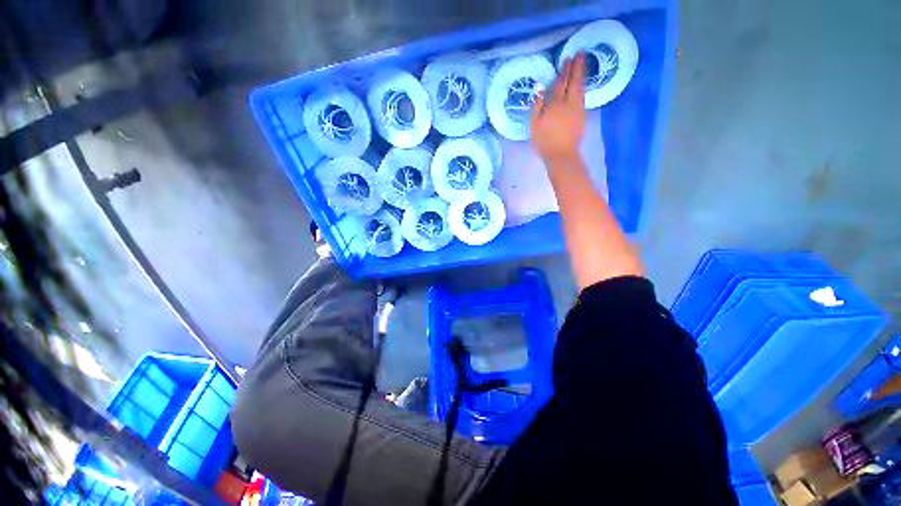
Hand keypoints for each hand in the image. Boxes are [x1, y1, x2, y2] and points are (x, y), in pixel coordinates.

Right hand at [530, 52, 585, 161]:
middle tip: (581, 53)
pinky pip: (583, 96)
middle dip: (577, 67)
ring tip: (583, 65)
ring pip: (581, 88)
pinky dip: (583, 87)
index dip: (564, 70)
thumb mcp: (534, 124)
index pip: (560, 83)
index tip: (568, 58)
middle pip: (574, 81)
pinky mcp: (582, 116)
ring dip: (582, 75)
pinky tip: (582, 85)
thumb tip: (540, 88)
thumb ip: (537, 105)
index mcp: (555, 104)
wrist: (561, 154)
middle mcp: (569, 103)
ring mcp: (578, 109)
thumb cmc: (544, 141)